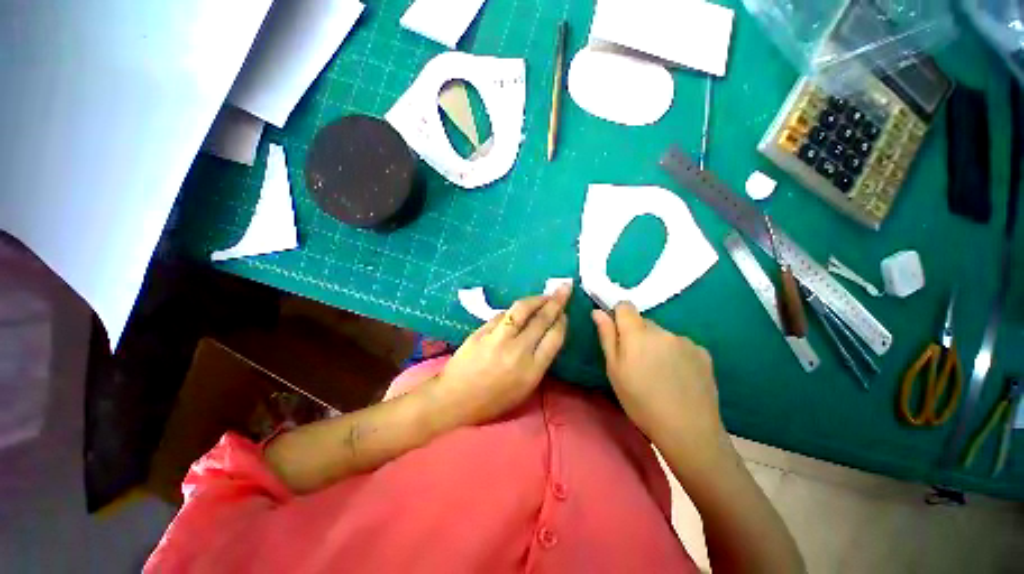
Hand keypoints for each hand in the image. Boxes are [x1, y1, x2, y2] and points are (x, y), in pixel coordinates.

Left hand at [432, 285, 570, 426]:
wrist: (455, 398)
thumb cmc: (493, 400)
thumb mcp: (524, 388)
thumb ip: (538, 361)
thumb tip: (546, 334)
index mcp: (532, 370)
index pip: (554, 337)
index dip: (561, 321)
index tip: (564, 313)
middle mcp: (518, 351)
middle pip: (542, 319)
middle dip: (556, 301)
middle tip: (564, 288)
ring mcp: (498, 338)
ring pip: (522, 309)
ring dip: (536, 299)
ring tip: (544, 295)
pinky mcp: (482, 331)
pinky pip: (503, 315)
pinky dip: (514, 311)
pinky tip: (518, 311)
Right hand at [592, 303, 728, 461]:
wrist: (688, 430)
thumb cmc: (641, 402)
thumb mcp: (614, 371)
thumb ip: (607, 337)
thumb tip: (598, 312)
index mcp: (637, 334)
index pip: (625, 306)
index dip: (619, 316)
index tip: (618, 335)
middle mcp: (662, 330)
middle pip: (644, 322)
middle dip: (637, 335)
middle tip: (637, 362)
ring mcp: (685, 340)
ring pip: (662, 334)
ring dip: (657, 345)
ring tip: (660, 373)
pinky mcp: (703, 352)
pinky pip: (681, 344)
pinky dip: (676, 354)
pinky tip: (678, 376)